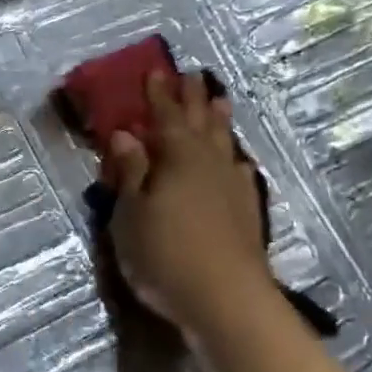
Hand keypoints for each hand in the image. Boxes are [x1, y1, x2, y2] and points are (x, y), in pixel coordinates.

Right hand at [104, 70, 277, 337]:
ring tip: (219, 101)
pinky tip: (237, 163)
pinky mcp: (247, 212)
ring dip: (219, 121)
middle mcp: (209, 163)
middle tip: (191, 76)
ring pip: (225, 143)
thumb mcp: (131, 214)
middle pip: (200, 123)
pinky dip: (235, 160)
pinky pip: (240, 171)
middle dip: (192, 99)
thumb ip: (130, 172)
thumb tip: (125, 134)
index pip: (166, 117)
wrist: (225, 300)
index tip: (155, 71)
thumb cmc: (164, 254)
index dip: (158, 95)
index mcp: (178, 158)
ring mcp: (232, 187)